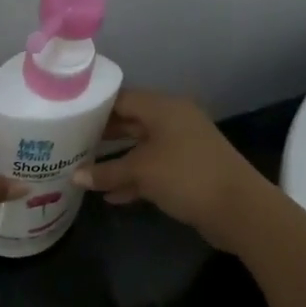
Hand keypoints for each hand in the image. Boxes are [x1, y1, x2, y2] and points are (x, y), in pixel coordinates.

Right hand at [71, 89, 274, 250]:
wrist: (237, 208)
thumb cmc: (185, 176)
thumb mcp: (140, 172)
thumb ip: (106, 172)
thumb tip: (75, 176)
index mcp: (164, 108)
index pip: (122, 98)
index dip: (95, 107)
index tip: (69, 117)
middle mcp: (174, 121)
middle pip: (131, 122)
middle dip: (102, 135)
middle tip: (71, 143)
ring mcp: (182, 147)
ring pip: (141, 148)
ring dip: (116, 161)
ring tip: (84, 170)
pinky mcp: (187, 171)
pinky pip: (152, 170)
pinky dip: (133, 179)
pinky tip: (110, 196)